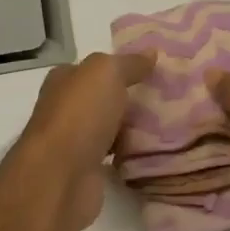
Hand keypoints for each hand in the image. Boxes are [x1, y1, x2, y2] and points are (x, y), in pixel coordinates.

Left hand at [16, 50, 155, 230]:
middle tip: (169, 97)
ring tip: (168, 123)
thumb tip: (151, 53)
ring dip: (131, 126)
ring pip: (109, 127)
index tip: (153, 70)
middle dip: (130, 98)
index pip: (93, 68)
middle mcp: (65, 109)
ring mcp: (73, 142)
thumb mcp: (106, 73)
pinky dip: (129, 152)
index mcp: (64, 81)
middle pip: (102, 99)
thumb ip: (129, 63)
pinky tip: (152, 150)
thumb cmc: (80, 115)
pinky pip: (113, 154)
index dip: (120, 67)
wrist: (60, 176)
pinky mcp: (85, 170)